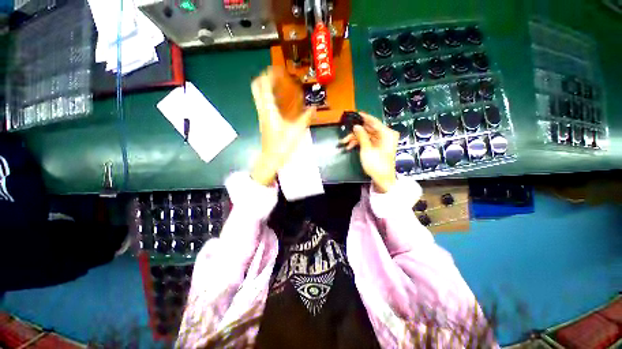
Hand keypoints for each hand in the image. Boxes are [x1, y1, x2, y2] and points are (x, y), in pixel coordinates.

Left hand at [250, 69, 314, 185]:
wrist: (271, 159)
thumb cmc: (282, 145)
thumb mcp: (296, 131)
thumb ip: (305, 118)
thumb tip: (314, 108)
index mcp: (269, 109)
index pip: (263, 84)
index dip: (269, 73)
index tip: (279, 69)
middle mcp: (263, 109)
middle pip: (257, 87)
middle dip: (265, 77)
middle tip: (278, 76)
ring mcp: (262, 115)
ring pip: (260, 94)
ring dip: (268, 86)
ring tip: (281, 85)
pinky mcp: (264, 120)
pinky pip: (264, 103)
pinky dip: (270, 97)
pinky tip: (281, 101)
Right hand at [340, 112, 397, 192]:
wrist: (382, 179)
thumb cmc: (376, 164)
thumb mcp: (367, 149)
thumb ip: (361, 136)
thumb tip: (356, 126)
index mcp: (387, 134)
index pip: (374, 122)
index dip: (364, 117)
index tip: (356, 113)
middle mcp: (385, 135)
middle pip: (368, 129)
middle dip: (356, 132)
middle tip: (345, 134)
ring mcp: (381, 141)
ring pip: (366, 135)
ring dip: (355, 138)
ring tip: (344, 143)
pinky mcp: (377, 147)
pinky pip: (367, 141)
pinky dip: (359, 143)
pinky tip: (350, 146)